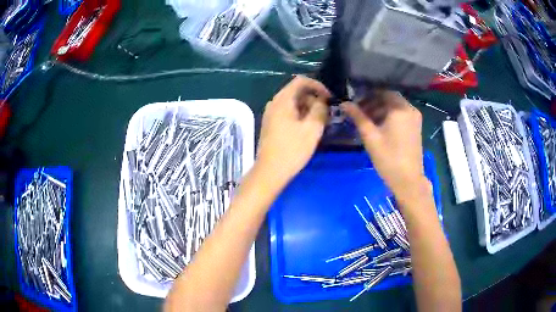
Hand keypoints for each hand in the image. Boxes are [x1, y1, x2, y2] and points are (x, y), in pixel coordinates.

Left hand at [256, 76, 329, 185]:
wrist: (270, 172)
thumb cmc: (292, 150)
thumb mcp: (312, 128)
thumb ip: (320, 109)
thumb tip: (322, 101)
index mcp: (282, 100)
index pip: (301, 81)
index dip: (318, 85)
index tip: (330, 97)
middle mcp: (274, 103)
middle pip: (297, 91)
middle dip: (314, 98)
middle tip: (327, 113)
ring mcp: (271, 114)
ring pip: (293, 103)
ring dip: (308, 108)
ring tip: (321, 122)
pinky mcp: (271, 124)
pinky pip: (288, 113)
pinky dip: (300, 115)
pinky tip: (308, 128)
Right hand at [341, 91, 428, 199]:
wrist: (408, 180)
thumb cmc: (388, 158)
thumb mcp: (370, 136)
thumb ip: (357, 116)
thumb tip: (344, 103)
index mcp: (400, 108)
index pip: (382, 91)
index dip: (367, 94)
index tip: (355, 102)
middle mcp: (410, 109)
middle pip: (389, 98)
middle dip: (373, 102)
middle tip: (359, 112)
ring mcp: (415, 118)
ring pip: (395, 107)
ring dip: (381, 110)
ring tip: (367, 121)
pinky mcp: (416, 127)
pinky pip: (401, 115)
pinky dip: (389, 116)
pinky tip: (379, 127)